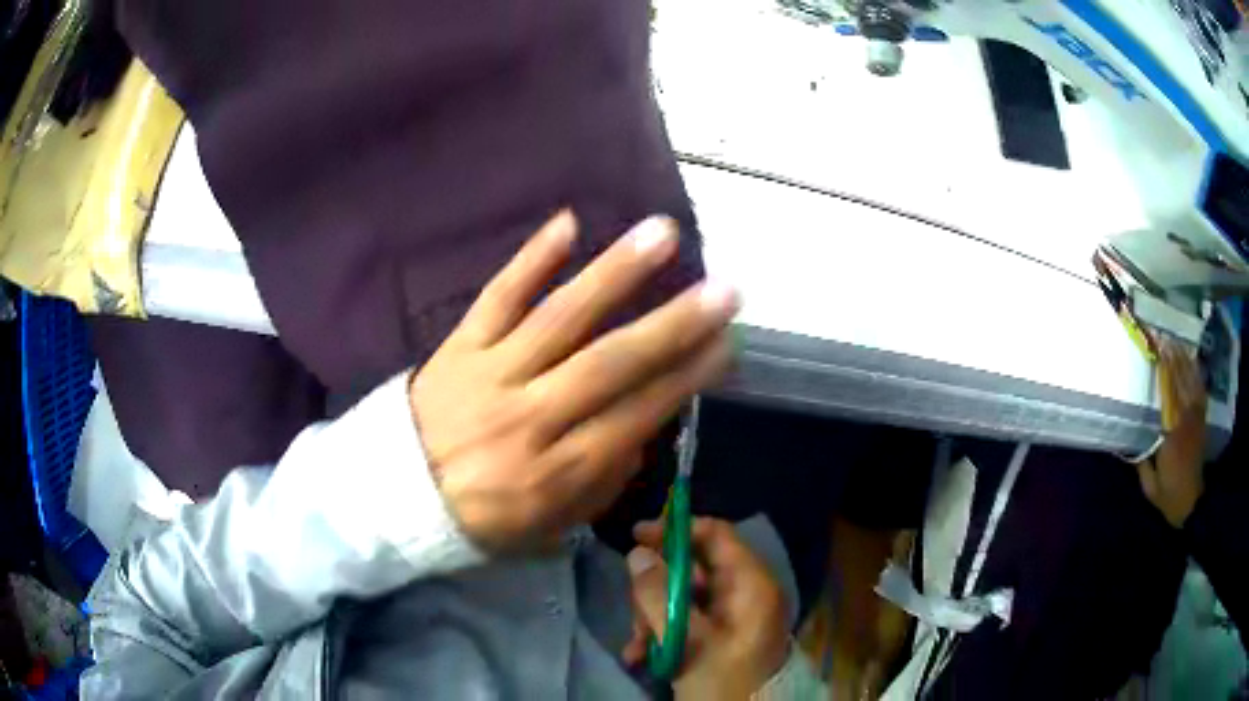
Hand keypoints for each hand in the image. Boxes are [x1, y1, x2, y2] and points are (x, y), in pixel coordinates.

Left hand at [410, 212, 738, 551]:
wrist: (391, 499)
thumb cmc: (477, 521)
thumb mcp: (548, 529)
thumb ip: (600, 484)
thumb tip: (640, 431)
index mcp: (555, 471)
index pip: (636, 415)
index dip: (687, 377)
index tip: (727, 342)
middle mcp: (530, 417)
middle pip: (610, 363)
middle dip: (674, 324)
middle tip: (724, 289)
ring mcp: (491, 374)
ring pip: (560, 318)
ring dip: (615, 274)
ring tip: (661, 235)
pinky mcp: (459, 347)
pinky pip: (497, 297)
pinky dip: (531, 259)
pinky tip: (568, 222)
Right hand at [624, 518, 789, 699]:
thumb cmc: (722, 680)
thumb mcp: (687, 641)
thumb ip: (658, 596)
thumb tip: (637, 553)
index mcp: (751, 584)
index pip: (716, 534)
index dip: (676, 529)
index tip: (635, 535)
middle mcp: (744, 592)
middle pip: (692, 567)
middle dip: (656, 590)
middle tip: (635, 616)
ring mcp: (732, 615)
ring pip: (682, 595)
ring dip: (652, 617)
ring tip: (637, 646)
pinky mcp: (718, 635)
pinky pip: (684, 618)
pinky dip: (661, 632)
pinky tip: (640, 655)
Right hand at [1138, 336, 1206, 527]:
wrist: (1191, 503)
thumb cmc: (1169, 495)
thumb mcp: (1150, 486)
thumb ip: (1141, 462)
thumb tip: (1124, 442)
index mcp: (1171, 435)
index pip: (1168, 395)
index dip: (1163, 371)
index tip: (1155, 352)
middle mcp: (1186, 420)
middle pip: (1181, 382)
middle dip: (1172, 358)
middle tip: (1163, 339)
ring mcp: (1196, 418)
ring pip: (1192, 382)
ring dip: (1184, 361)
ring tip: (1175, 343)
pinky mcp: (1201, 420)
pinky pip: (1200, 390)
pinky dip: (1196, 374)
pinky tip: (1191, 361)